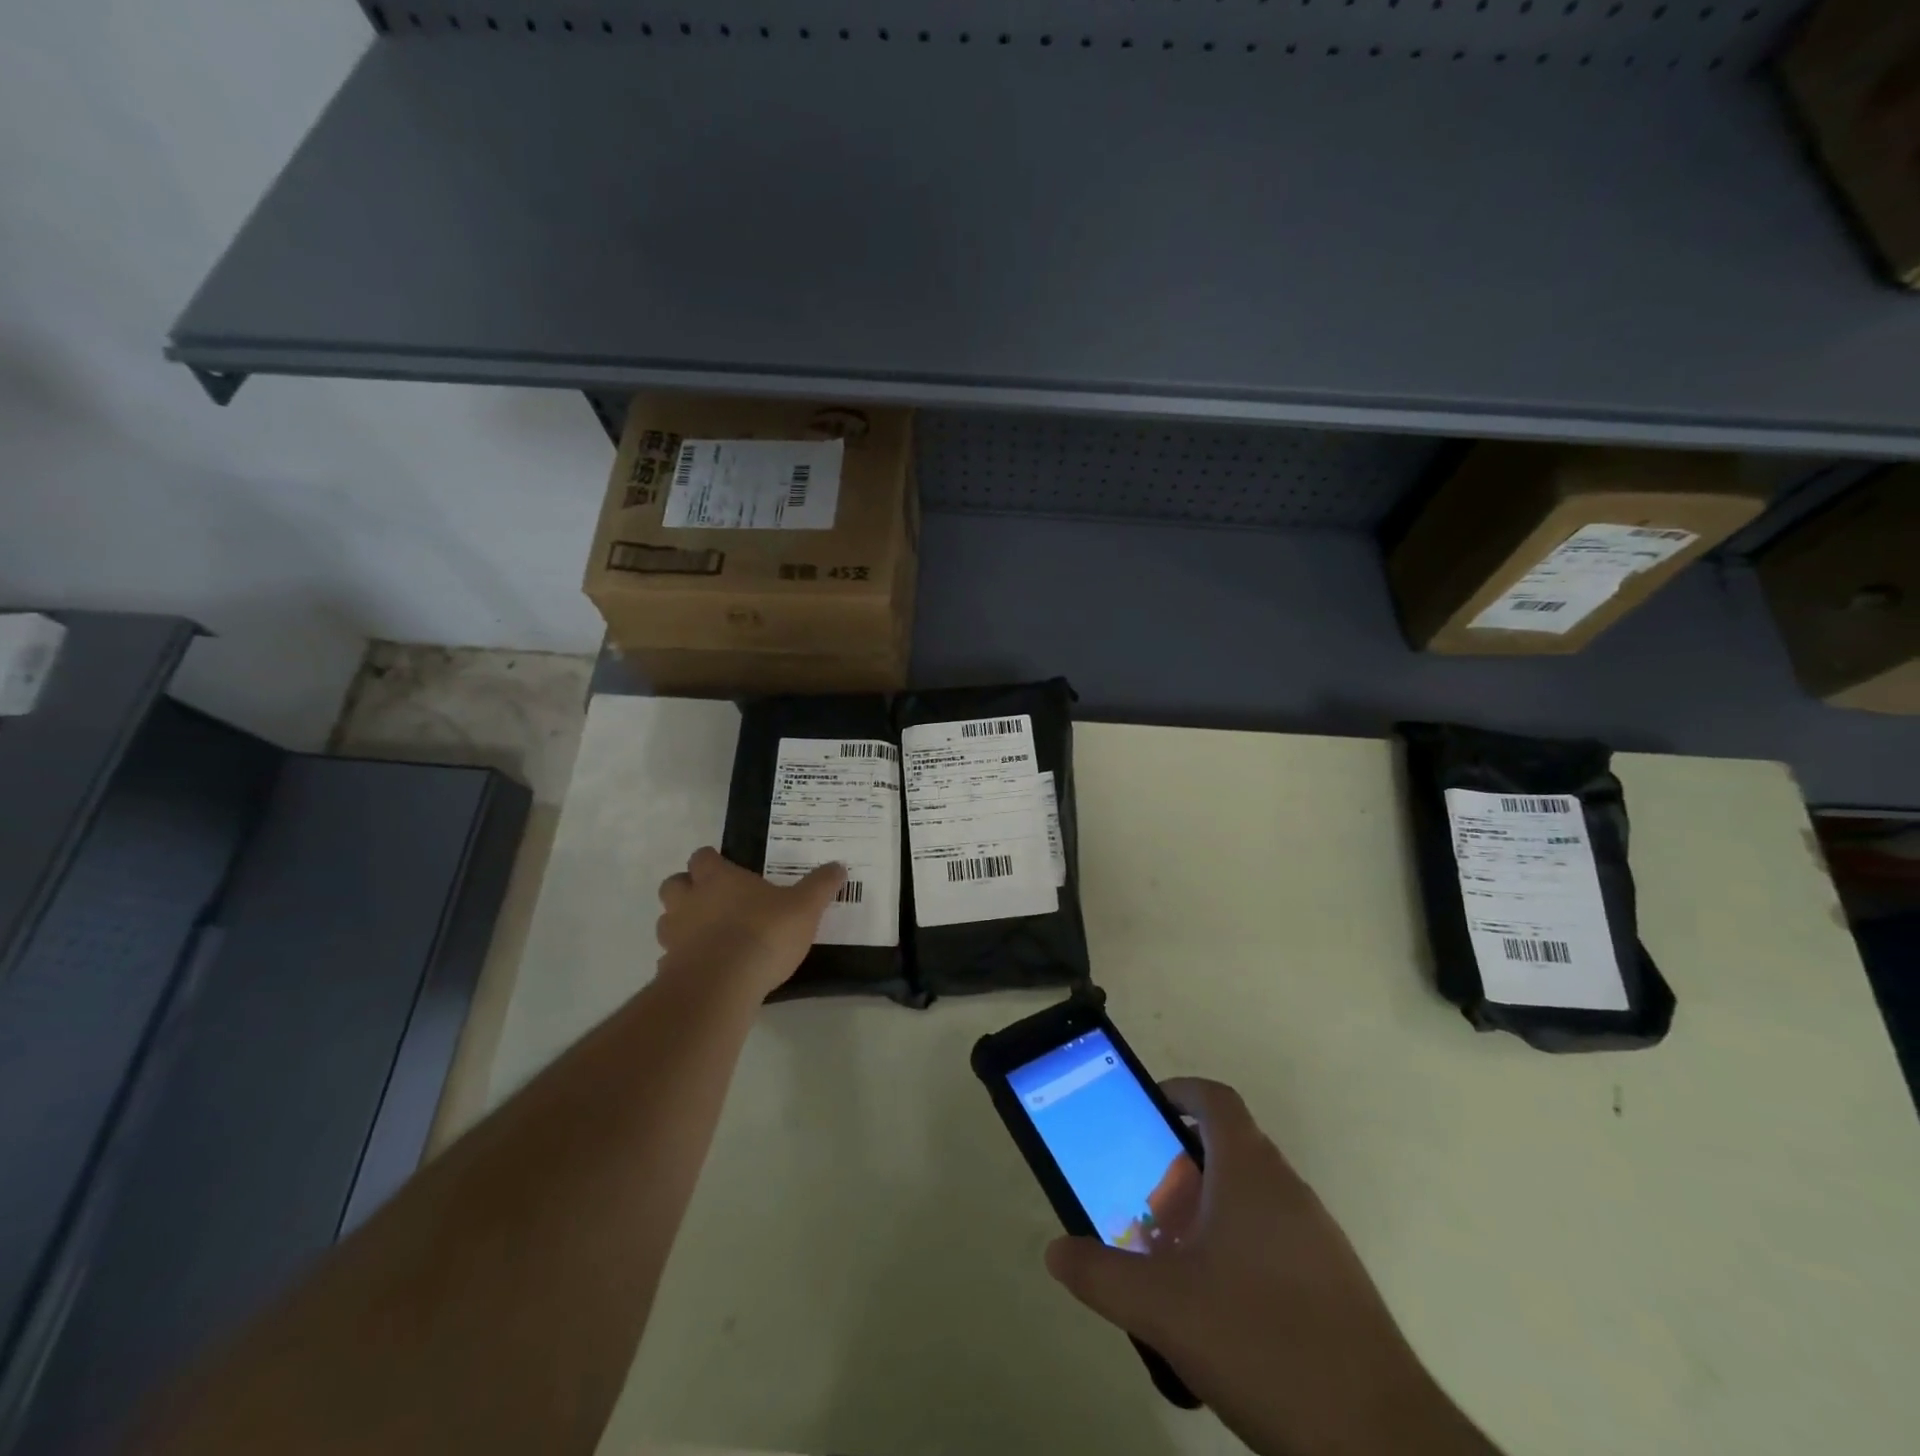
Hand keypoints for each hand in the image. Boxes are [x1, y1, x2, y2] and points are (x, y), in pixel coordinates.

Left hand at [655, 848, 844, 1001]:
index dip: (712, 861)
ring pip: (667, 921)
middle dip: (688, 889)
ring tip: (708, 936)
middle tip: (713, 900)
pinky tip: (705, 970)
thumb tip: (837, 866)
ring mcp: (674, 937)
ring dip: (682, 924)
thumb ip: (820, 886)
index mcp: (717, 878)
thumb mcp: (804, 907)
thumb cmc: (763, 933)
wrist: (721, 986)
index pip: (702, 857)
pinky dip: (683, 962)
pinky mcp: (669, 970)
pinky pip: (670, 960)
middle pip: (673, 884)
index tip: (728, 869)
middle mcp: (689, 901)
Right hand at [1045, 1079, 1496, 1455]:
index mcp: (1250, 1171)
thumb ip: (1102, 1275)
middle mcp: (1288, 1188)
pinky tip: (1221, 1309)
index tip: (1146, 1111)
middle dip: (1182, 1164)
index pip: (1215, 1099)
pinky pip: (1276, 1238)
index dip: (1179, 1092)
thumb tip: (1056, 1251)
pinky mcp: (1336, 1283)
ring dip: (1210, 1210)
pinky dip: (1241, 1248)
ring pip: (1253, 1197)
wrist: (1381, 1442)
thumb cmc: (1263, 1343)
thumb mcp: (1164, 1308)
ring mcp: (1318, 1236)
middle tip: (1146, 1200)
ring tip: (1175, 1258)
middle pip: (1230, 1147)